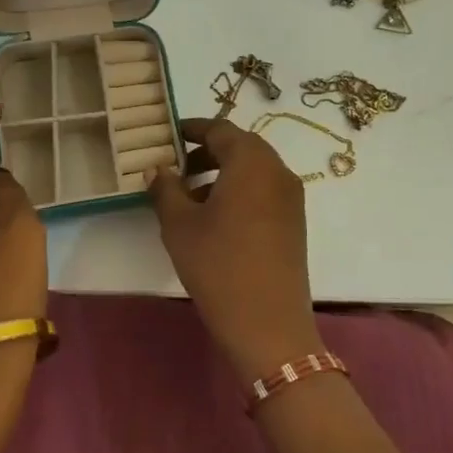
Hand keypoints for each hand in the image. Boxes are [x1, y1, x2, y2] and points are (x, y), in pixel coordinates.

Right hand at [147, 116, 323, 383]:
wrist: (267, 324)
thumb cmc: (218, 264)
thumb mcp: (179, 224)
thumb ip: (165, 188)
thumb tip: (157, 169)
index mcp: (251, 161)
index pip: (220, 129)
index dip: (191, 128)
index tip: (167, 135)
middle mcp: (277, 171)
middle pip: (240, 147)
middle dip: (206, 152)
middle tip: (175, 167)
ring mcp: (291, 198)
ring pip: (253, 170)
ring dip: (221, 173)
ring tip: (189, 196)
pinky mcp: (294, 223)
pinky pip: (263, 191)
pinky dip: (238, 191)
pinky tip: (214, 218)